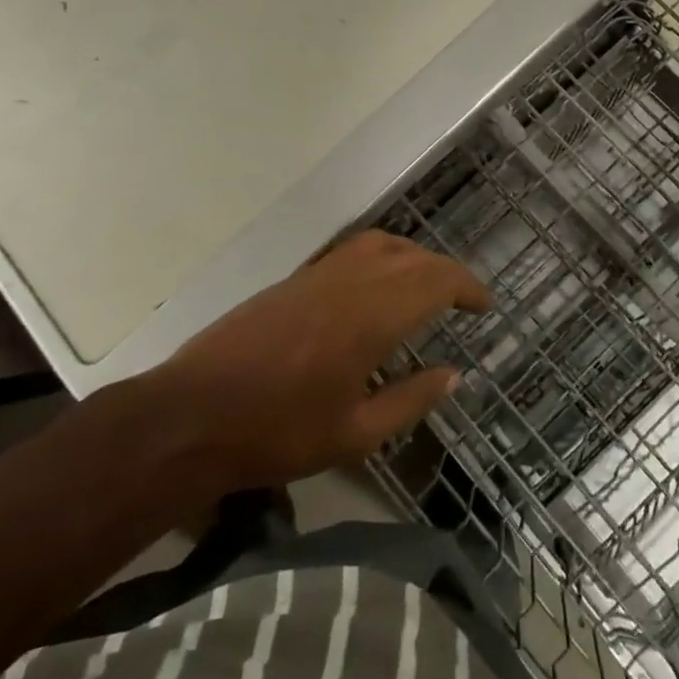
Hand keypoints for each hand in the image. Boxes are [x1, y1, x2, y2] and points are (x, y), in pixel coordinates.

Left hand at [150, 231, 491, 491]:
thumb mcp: (355, 434)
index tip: (485, 306)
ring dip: (413, 257)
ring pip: (380, 244)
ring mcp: (319, 275)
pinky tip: (377, 288)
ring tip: (426, 287)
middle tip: (464, 301)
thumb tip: (453, 374)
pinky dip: (380, 256)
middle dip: (446, 272)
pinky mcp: (294, 280)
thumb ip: (410, 400)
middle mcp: (350, 282)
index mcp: (371, 316)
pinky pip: (351, 250)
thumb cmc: (278, 433)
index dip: (468, 287)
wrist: (193, 414)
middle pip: (413, 257)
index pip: (435, 280)